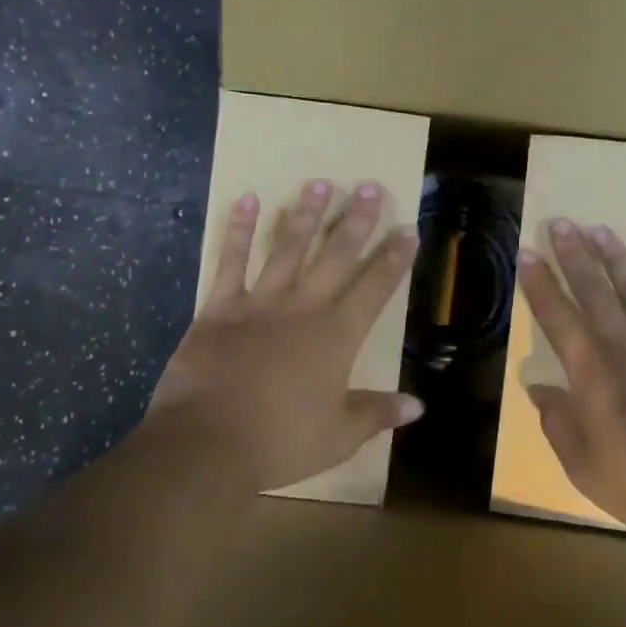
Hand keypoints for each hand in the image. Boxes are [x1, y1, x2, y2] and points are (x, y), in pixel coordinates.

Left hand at [147, 180, 423, 490]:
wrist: (207, 443)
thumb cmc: (279, 442)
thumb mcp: (338, 436)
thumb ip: (377, 414)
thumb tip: (418, 405)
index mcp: (336, 337)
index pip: (374, 289)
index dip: (393, 259)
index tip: (407, 229)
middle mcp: (302, 309)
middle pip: (335, 257)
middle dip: (355, 222)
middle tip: (368, 187)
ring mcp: (259, 303)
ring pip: (287, 249)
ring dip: (304, 215)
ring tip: (319, 183)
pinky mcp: (219, 308)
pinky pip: (231, 262)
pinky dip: (239, 231)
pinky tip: (247, 200)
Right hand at [515, 220, 625, 543]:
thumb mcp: (586, 469)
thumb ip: (559, 424)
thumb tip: (537, 388)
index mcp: (595, 378)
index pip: (560, 321)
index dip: (541, 286)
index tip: (528, 254)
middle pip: (597, 295)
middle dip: (575, 257)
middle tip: (561, 223)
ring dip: (619, 260)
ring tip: (601, 229)